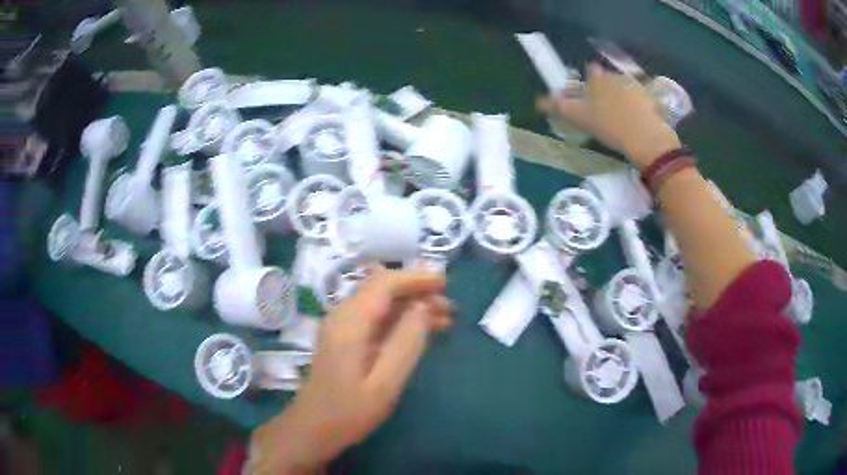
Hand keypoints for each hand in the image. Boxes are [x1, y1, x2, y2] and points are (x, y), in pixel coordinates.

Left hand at [251, 268, 450, 473]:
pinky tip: (422, 331)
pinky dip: (400, 319)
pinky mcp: (344, 338)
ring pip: (381, 303)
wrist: (313, 428)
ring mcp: (342, 326)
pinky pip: (376, 318)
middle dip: (417, 291)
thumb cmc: (349, 412)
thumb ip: (406, 343)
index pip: (384, 283)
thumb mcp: (385, 384)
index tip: (446, 283)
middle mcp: (343, 316)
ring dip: (412, 305)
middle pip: (382, 289)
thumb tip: (423, 307)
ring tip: (445, 318)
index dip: (416, 278)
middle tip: (450, 307)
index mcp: (350, 323)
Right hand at [537, 63, 680, 167]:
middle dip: (604, 89)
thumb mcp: (579, 117)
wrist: (647, 139)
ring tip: (619, 117)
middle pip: (608, 79)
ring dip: (621, 97)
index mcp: (598, 78)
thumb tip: (538, 101)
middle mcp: (617, 77)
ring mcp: (637, 88)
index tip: (586, 94)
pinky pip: (642, 100)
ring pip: (624, 88)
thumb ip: (559, 106)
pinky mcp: (653, 102)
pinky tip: (636, 122)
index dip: (587, 81)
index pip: (590, 71)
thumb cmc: (610, 125)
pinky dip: (638, 107)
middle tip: (602, 109)